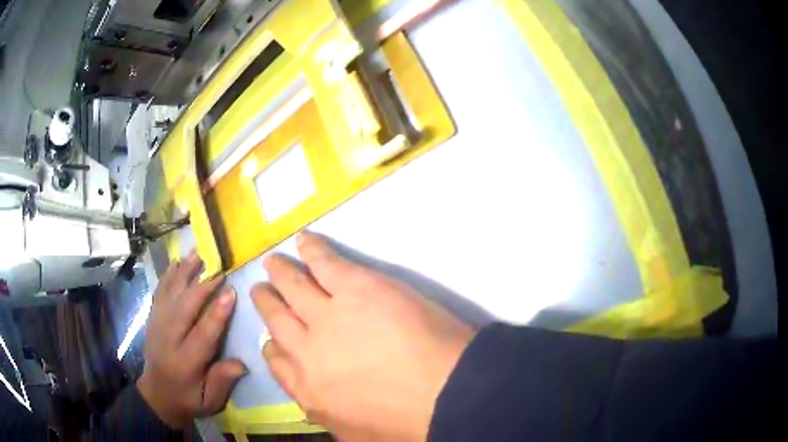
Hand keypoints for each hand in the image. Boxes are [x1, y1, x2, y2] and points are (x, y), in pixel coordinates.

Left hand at [137, 252, 245, 428]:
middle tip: (219, 269)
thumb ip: (222, 382)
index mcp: (185, 362)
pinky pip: (159, 293)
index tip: (231, 292)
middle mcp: (168, 340)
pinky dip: (167, 276)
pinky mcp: (152, 319)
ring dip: (183, 274)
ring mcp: (157, 326)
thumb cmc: (188, 398)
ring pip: (170, 295)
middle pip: (184, 308)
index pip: (202, 334)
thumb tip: (241, 364)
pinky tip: (176, 263)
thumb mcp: (209, 401)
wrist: (157, 394)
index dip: (217, 314)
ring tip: (197, 254)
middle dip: (202, 287)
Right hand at [252, 232, 476, 440]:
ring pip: (294, 287)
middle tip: (260, 289)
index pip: (278, 362)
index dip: (273, 345)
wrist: (446, 394)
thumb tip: (315, 404)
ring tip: (272, 262)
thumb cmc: (408, 423)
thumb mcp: (357, 435)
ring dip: (281, 273)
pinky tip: (303, 240)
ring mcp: (328, 315)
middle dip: (267, 302)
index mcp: (308, 390)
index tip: (271, 337)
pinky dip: (312, 249)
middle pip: (278, 320)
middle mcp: (307, 350)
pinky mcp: (356, 287)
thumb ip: (329, 418)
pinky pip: (324, 263)